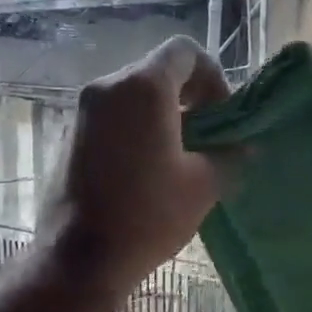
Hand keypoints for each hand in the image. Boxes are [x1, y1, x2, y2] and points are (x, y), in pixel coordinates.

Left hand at [40, 36, 231, 294]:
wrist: (79, 259)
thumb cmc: (148, 216)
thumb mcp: (204, 185)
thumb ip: (230, 154)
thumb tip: (243, 145)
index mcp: (143, 87)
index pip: (185, 52)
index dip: (213, 77)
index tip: (222, 116)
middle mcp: (107, 87)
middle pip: (157, 72)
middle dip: (189, 97)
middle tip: (207, 137)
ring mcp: (81, 111)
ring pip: (133, 95)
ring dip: (162, 115)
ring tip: (179, 158)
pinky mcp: (68, 136)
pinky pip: (111, 118)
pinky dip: (134, 130)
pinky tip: (145, 171)